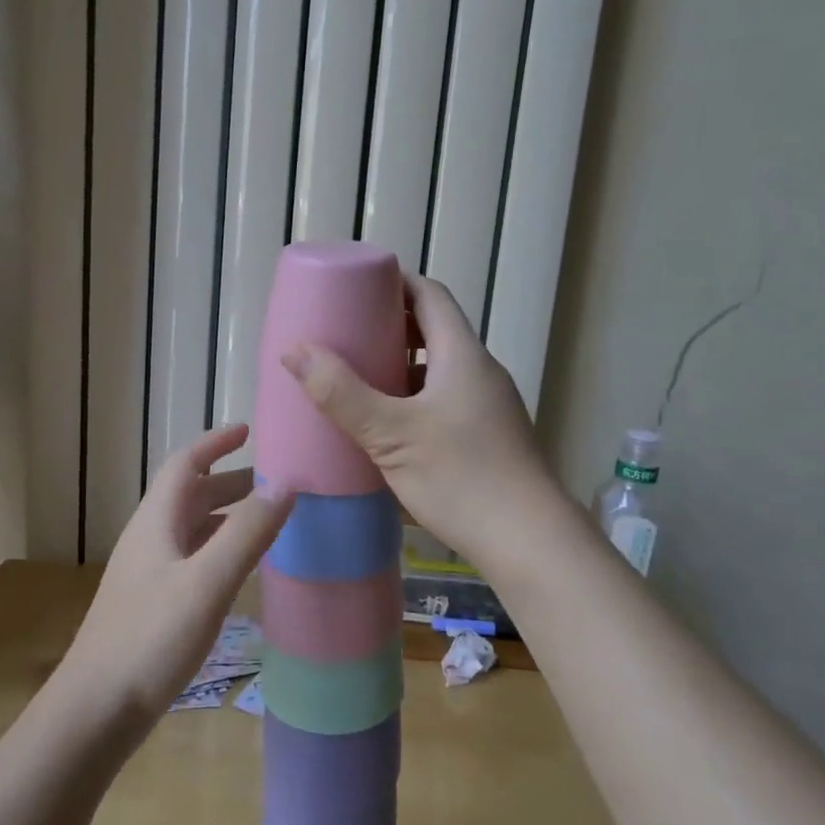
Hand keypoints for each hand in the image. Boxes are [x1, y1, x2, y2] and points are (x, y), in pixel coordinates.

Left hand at [59, 423, 293, 726]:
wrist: (94, 711)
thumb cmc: (150, 639)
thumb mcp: (206, 582)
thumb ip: (247, 533)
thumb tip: (284, 484)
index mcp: (157, 522)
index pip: (185, 464)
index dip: (216, 443)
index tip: (249, 431)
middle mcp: (150, 539)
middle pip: (190, 495)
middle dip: (229, 480)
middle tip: (274, 480)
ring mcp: (148, 573)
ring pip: (191, 528)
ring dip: (226, 515)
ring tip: (266, 518)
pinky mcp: (152, 605)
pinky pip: (192, 558)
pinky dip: (219, 548)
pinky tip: (238, 568)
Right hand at [281, 274, 567, 573]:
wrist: (529, 542)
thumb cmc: (461, 477)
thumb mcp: (391, 434)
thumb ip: (342, 393)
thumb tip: (295, 350)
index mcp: (463, 355)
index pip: (430, 295)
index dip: (394, 282)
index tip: (356, 287)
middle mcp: (480, 372)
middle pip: (434, 330)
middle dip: (389, 327)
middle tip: (345, 335)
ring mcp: (487, 407)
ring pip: (438, 371)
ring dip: (400, 367)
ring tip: (356, 380)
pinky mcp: (486, 439)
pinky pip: (443, 401)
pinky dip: (412, 400)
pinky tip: (386, 427)